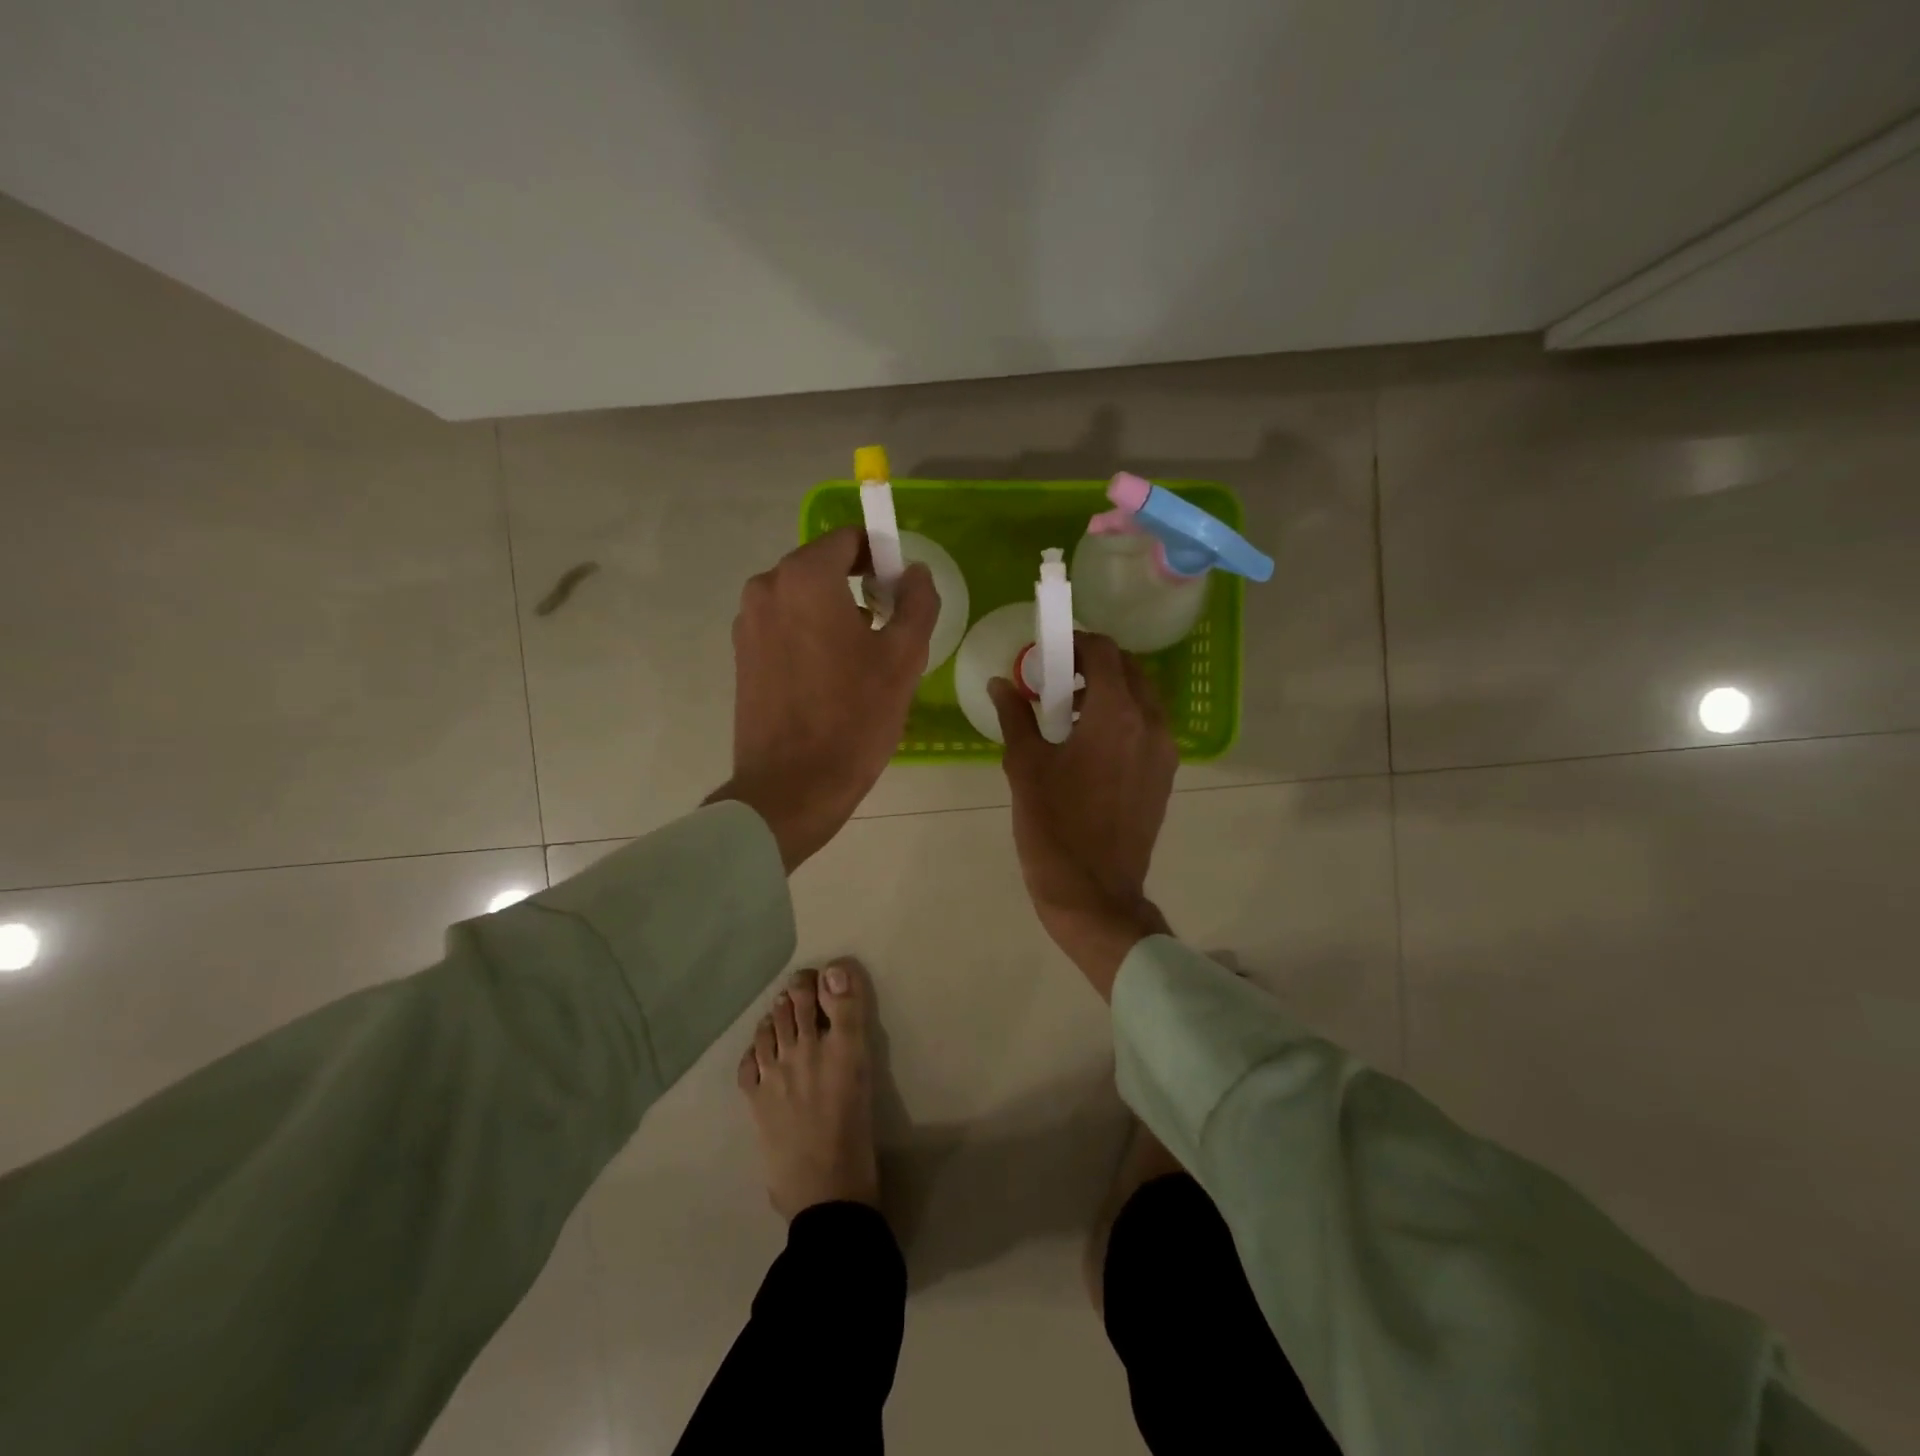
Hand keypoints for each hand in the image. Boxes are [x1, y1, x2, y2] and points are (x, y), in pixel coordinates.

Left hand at [710, 527, 936, 870]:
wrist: (792, 787)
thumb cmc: (854, 718)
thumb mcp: (904, 658)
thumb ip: (917, 601)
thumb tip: (914, 572)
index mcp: (804, 578)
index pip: (849, 539)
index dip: (882, 556)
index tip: (903, 590)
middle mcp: (767, 588)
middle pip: (823, 568)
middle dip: (859, 587)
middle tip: (890, 630)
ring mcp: (748, 624)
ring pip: (803, 600)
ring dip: (835, 614)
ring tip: (864, 662)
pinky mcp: (742, 657)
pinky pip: (785, 628)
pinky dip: (811, 636)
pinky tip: (832, 680)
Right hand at [990, 633, 1177, 997]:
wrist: (1094, 893)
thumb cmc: (1053, 827)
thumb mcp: (1025, 767)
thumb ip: (1015, 716)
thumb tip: (1000, 683)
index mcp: (1115, 714)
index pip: (1104, 652)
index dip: (1076, 642)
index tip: (1049, 652)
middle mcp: (1150, 723)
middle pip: (1129, 669)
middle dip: (1093, 665)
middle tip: (1057, 681)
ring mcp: (1164, 751)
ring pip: (1142, 698)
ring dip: (1109, 691)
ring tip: (1071, 715)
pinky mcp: (1165, 775)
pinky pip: (1148, 727)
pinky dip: (1122, 718)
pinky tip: (1090, 745)